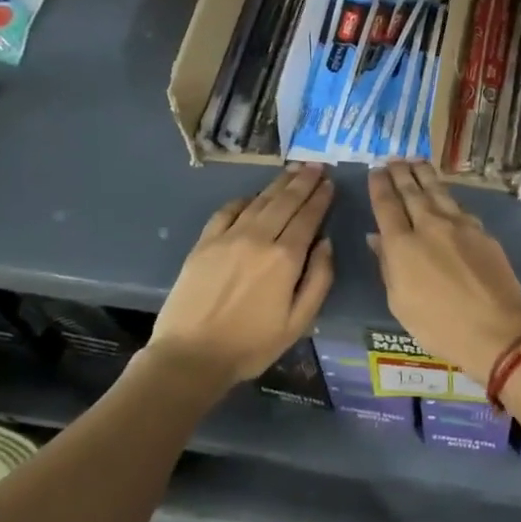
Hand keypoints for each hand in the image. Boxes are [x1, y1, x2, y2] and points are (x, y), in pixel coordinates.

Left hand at [149, 165, 335, 384]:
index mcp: (285, 258)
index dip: (320, 198)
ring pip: (259, 202)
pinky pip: (227, 212)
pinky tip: (252, 197)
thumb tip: (326, 243)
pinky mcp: (204, 244)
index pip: (308, 217)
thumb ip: (319, 279)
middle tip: (316, 165)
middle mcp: (258, 238)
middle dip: (303, 182)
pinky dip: (244, 200)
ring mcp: (228, 238)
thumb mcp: (299, 321)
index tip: (330, 182)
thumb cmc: (252, 345)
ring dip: (278, 184)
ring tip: (292, 170)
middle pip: (285, 202)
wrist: (191, 356)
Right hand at [367, 162, 520, 379]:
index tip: (375, 171)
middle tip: (394, 160)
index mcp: (402, 245)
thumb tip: (377, 238)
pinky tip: (444, 192)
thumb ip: (387, 265)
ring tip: (416, 161)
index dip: (379, 186)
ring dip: (424, 174)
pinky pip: (458, 205)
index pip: (386, 205)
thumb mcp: (400, 302)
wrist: (496, 329)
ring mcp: (459, 225)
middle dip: (400, 173)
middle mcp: (429, 225)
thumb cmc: (438, 326)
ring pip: (437, 191)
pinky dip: (446, 194)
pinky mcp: (482, 230)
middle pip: (411, 191)